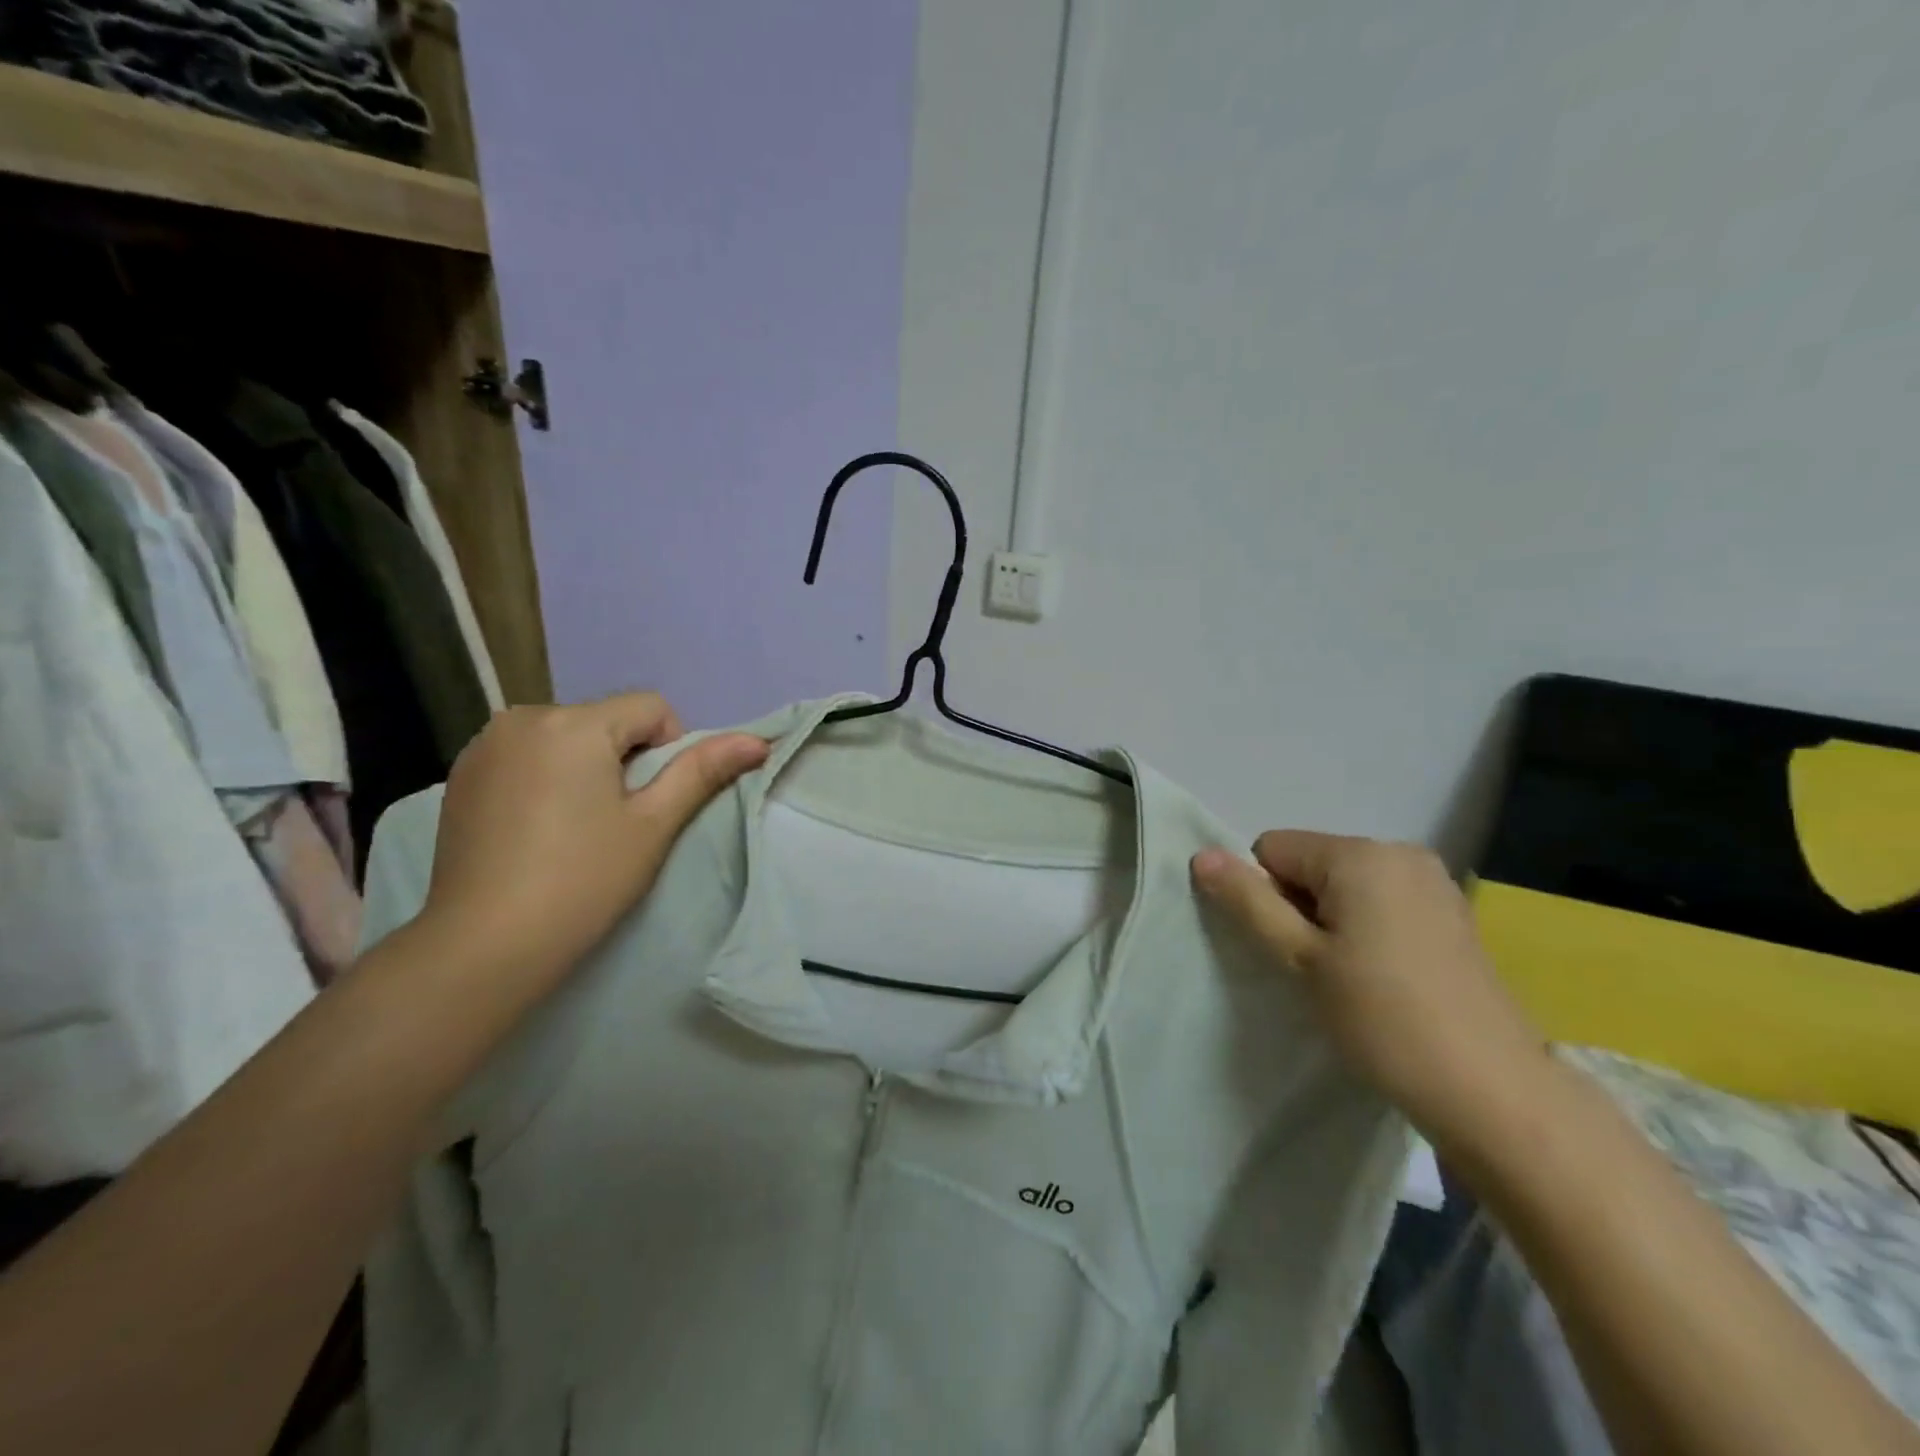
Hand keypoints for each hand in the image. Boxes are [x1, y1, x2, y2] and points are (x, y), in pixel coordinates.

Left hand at [420, 693, 767, 1001]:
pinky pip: (527, 756)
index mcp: (574, 723)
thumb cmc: (583, 880)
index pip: (651, 708)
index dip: (669, 750)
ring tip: (575, 826)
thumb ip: (703, 771)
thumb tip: (758, 741)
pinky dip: (546, 777)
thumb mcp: (654, 824)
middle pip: (606, 721)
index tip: (652, 804)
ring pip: (566, 738)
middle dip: (624, 758)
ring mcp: (484, 746)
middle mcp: (523, 717)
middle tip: (617, 821)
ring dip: (585, 766)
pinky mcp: (461, 775)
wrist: (483, 946)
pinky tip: (537, 828)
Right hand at [1191, 831, 1553, 1151]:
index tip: (1294, 949)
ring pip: (1345, 883)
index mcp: (1360, 854)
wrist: (1492, 1091)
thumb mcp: (1301, 959)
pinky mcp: (1451, 912)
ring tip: (1354, 976)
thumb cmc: (1382, 1018)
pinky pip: (1381, 900)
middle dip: (1300, 906)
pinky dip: (1367, 927)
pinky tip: (1386, 975)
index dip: (1267, 897)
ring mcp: (1432, 881)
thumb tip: (1201, 855)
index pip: (1272, 849)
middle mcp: (1400, 851)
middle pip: (1310, 862)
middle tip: (1321, 968)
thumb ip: (1249, 902)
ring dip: (1332, 919)